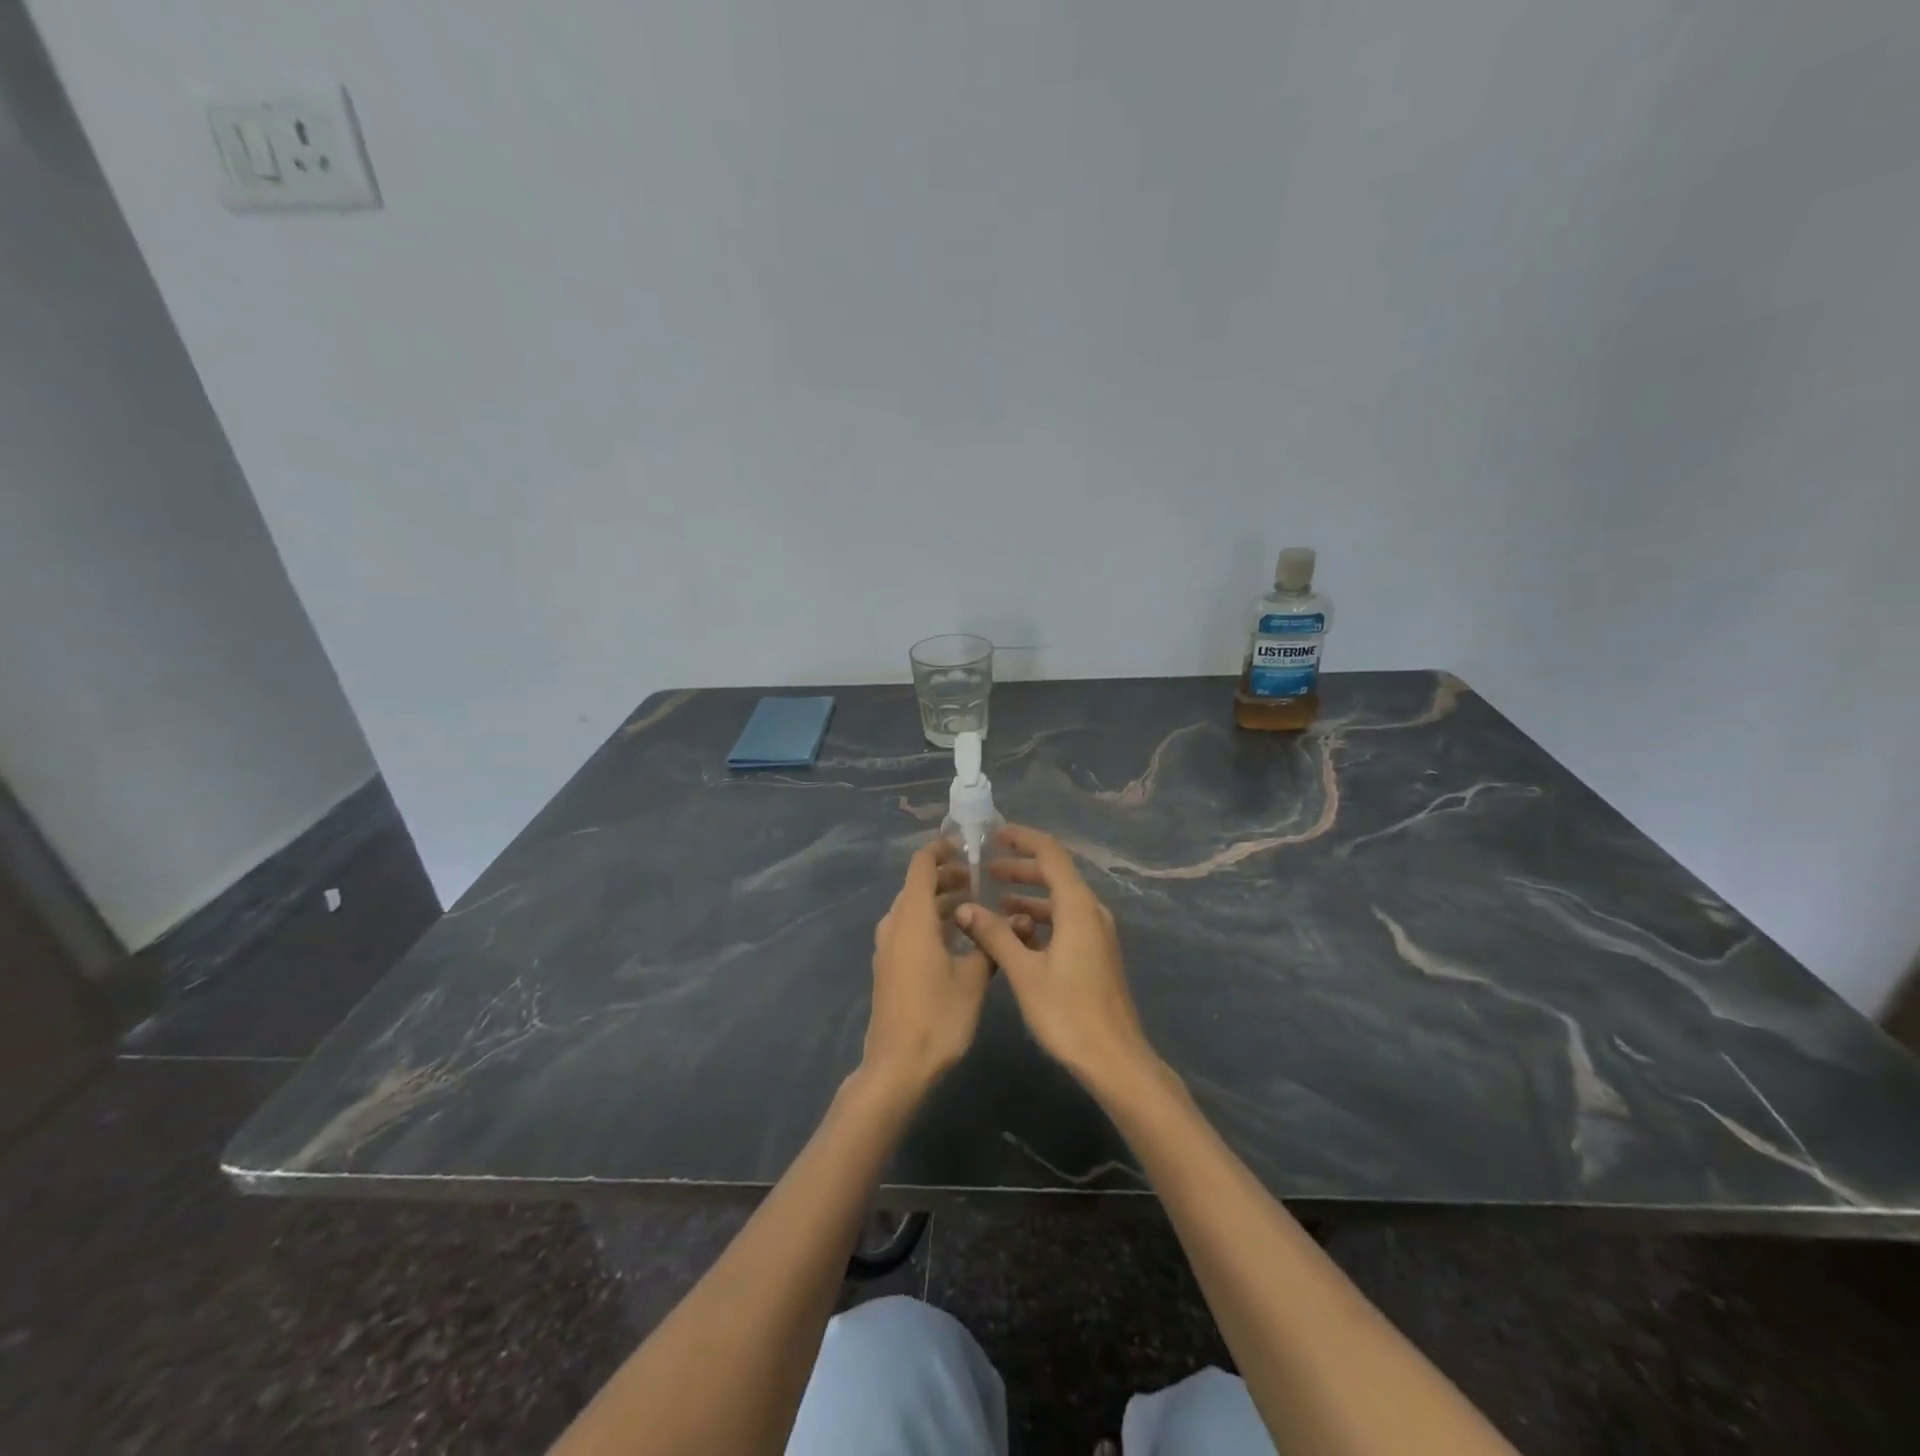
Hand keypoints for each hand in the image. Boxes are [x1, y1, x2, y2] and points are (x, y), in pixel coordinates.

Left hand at [862, 840, 993, 1096]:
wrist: (896, 1067)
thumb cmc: (937, 1018)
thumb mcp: (974, 980)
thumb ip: (993, 943)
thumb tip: (1022, 918)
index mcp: (913, 918)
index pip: (921, 865)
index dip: (941, 849)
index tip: (968, 846)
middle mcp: (895, 925)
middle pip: (917, 885)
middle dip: (947, 877)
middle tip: (980, 880)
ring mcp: (888, 947)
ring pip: (913, 908)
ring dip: (940, 901)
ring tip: (975, 906)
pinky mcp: (889, 965)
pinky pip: (909, 928)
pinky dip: (931, 921)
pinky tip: (957, 937)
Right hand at [955, 825, 1159, 1099]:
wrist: (1115, 1060)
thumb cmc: (1068, 1013)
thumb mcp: (1024, 972)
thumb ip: (995, 935)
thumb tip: (964, 908)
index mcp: (1077, 907)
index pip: (1051, 854)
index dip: (1023, 839)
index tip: (994, 835)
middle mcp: (1091, 911)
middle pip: (1056, 874)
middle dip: (1021, 867)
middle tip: (985, 869)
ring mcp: (1097, 933)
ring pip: (1060, 899)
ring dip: (1028, 894)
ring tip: (993, 901)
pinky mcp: (1096, 953)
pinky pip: (1065, 920)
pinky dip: (1040, 917)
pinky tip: (1016, 933)